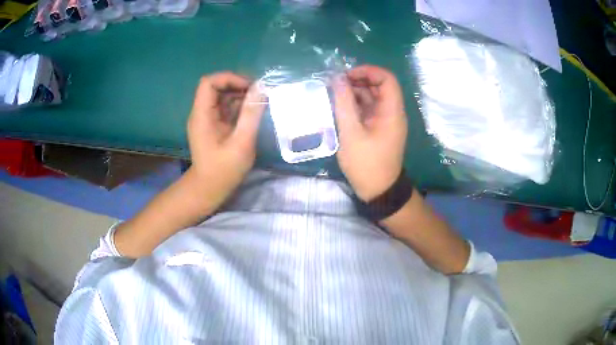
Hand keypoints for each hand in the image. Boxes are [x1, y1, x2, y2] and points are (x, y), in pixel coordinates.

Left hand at [187, 72, 265, 207]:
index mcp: (202, 115)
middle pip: (216, 86)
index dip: (229, 78)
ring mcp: (207, 118)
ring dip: (240, 94)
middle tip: (258, 94)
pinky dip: (238, 105)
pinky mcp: (213, 124)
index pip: (209, 82)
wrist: (209, 189)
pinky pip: (225, 107)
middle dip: (237, 85)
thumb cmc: (224, 170)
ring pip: (221, 96)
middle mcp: (201, 113)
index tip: (249, 87)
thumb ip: (250, 114)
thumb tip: (261, 88)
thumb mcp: (241, 142)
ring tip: (258, 102)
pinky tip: (252, 112)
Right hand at [333, 65, 407, 201]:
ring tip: (333, 95)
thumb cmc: (366, 164)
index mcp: (392, 111)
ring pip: (372, 97)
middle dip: (357, 80)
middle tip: (335, 84)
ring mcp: (385, 120)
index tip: (347, 75)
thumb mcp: (351, 133)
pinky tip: (339, 107)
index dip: (368, 71)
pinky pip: (368, 109)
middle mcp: (391, 112)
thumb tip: (337, 79)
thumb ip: (344, 104)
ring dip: (354, 92)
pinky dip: (355, 105)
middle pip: (378, 86)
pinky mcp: (378, 128)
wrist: (379, 191)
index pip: (387, 79)